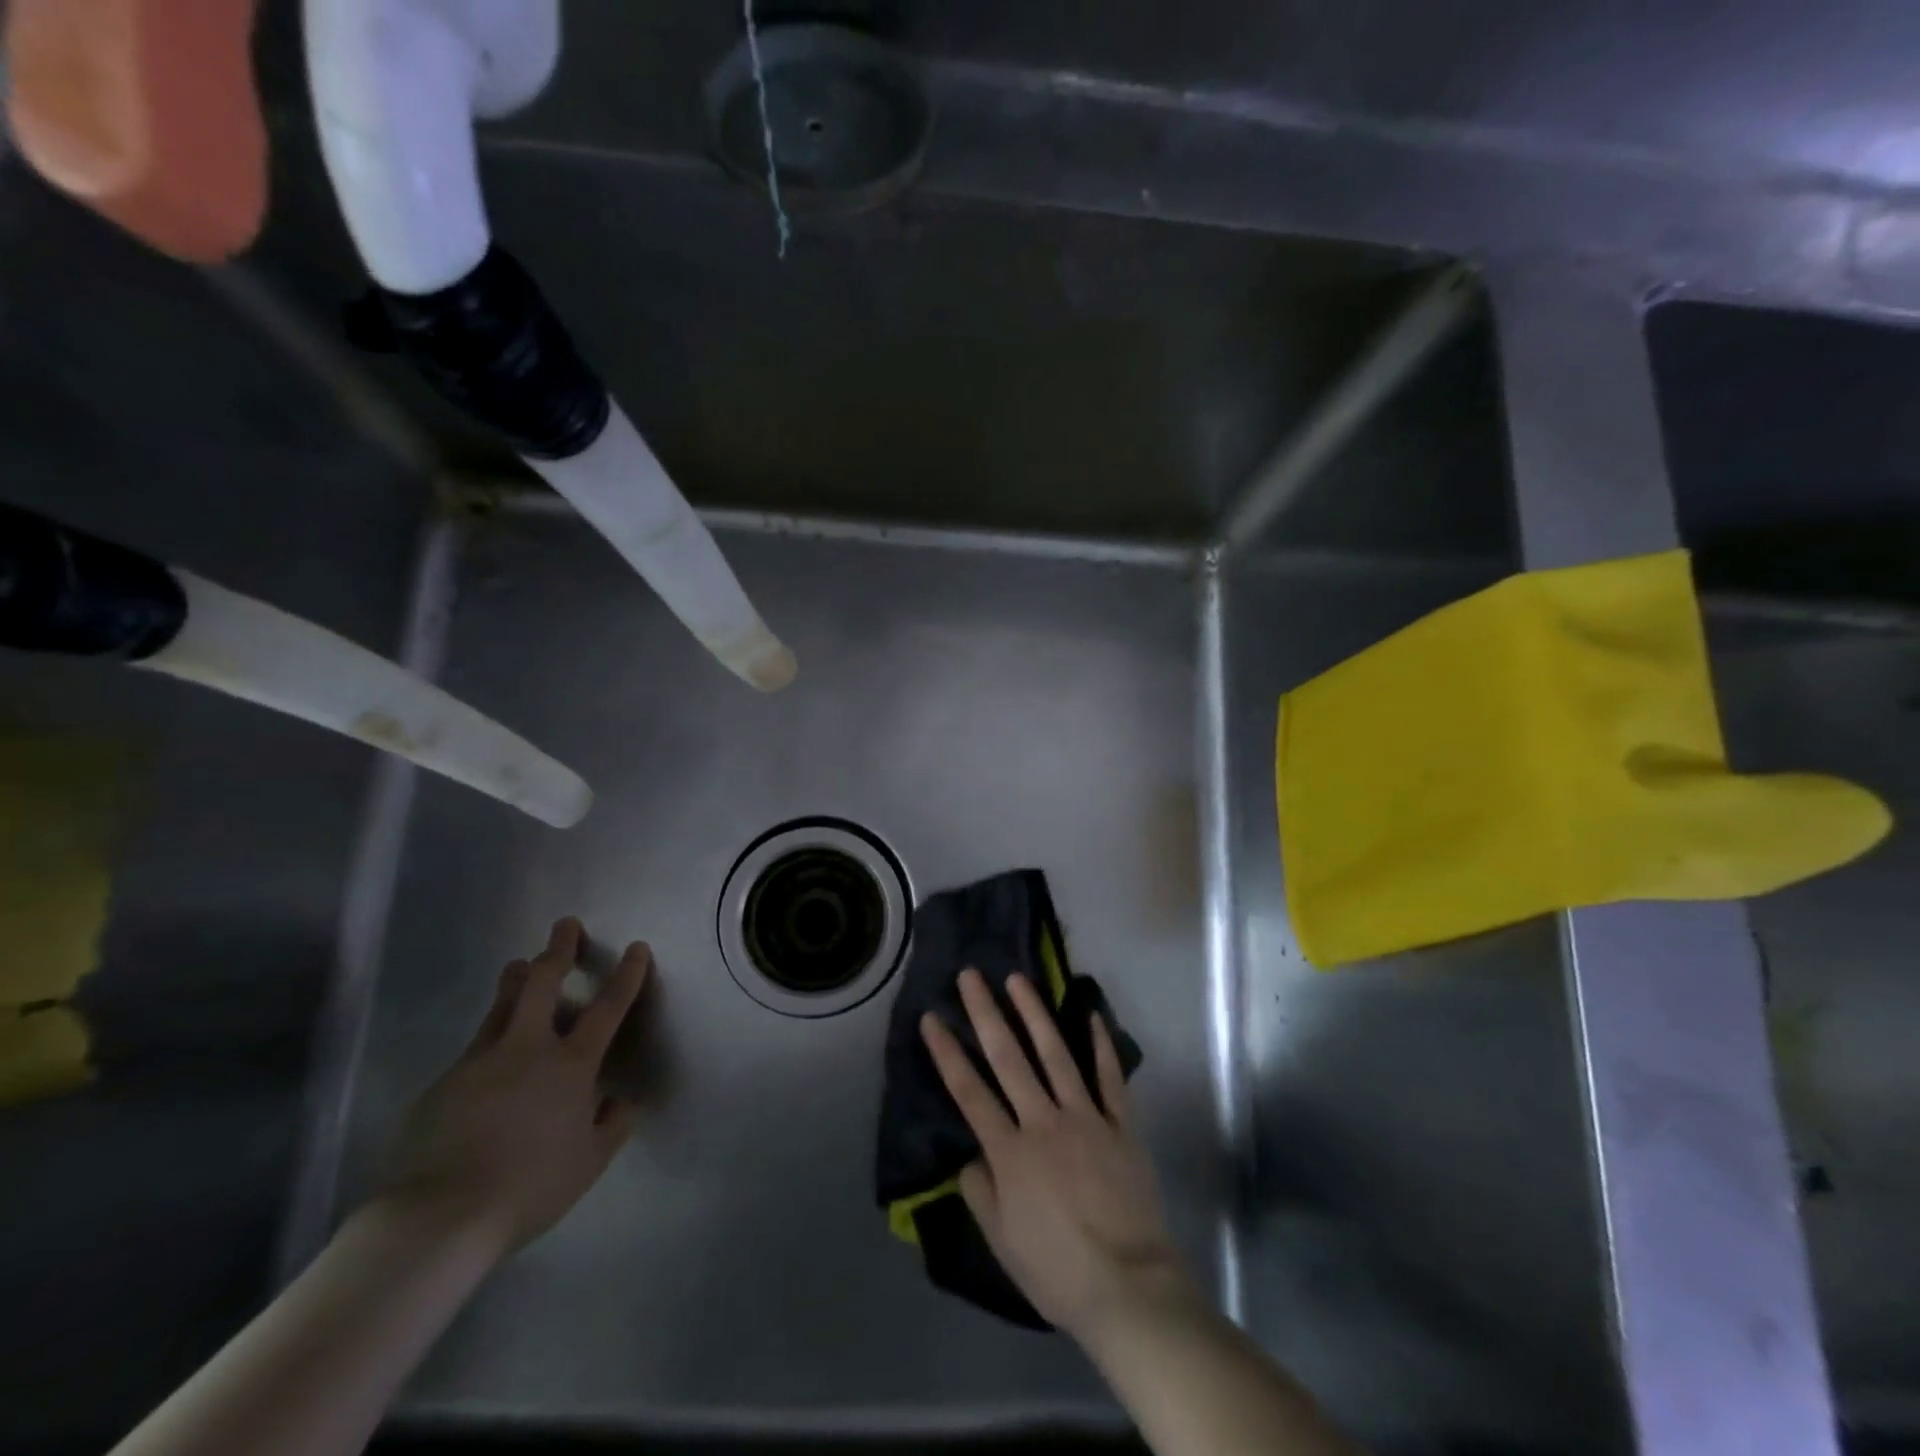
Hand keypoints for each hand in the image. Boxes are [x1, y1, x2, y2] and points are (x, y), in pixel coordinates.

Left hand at [374, 918, 648, 1259]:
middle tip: (565, 925)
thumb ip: (612, 1126)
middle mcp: (526, 1049)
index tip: (636, 947)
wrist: (436, 1218)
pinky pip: (473, 1048)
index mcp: (570, 1065)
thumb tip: (624, 1101)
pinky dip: (489, 1037)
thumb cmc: (528, 1188)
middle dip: (558, 950)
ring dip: (515, 978)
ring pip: (501, 1005)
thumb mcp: (588, 1163)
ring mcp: (479, 1061)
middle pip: (543, 983)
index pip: (608, 1008)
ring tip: (519, 963)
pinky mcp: (443, 1083)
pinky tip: (488, 1054)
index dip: (626, 975)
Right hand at [920, 968, 1195, 1341]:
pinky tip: (1091, 1014)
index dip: (947, 1053)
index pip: (969, 1092)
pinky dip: (1101, 1045)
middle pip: (1008, 1058)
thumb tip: (970, 1153)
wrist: (1129, 1287)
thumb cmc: (1057, 1270)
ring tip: (1018, 979)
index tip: (931, 1017)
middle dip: (986, 1013)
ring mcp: (1086, 1117)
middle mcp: (1044, 1122)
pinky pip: (1110, 1077)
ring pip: (1056, 1054)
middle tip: (971, 976)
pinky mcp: (1120, 1124)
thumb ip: (980, 1190)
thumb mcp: (1001, 1241)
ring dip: (1035, 1013)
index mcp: (1010, 1152)